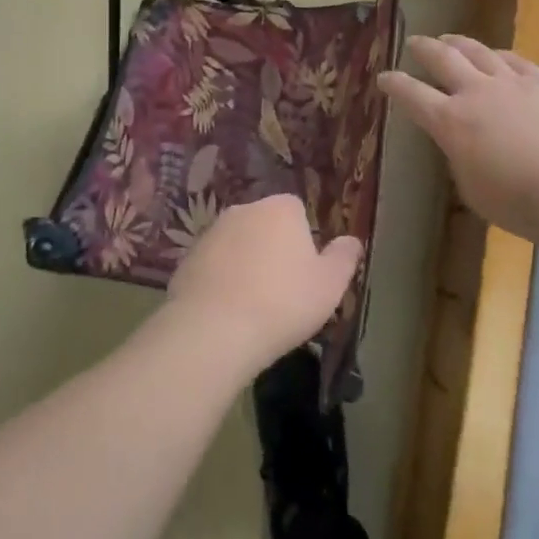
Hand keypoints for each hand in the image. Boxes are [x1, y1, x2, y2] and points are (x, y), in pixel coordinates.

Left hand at [165, 195, 360, 377]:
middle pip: (265, 225)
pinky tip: (226, 313)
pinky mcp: (186, 258)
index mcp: (281, 208)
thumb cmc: (283, 303)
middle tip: (281, 291)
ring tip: (252, 306)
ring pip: (237, 245)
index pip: (297, 211)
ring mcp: (211, 232)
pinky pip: (212, 266)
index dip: (302, 241)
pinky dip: (220, 281)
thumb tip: (352, 241)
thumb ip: (344, 258)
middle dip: (272, 249)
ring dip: (244, 265)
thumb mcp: (330, 285)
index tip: (305, 273)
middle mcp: (244, 210)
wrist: (213, 329)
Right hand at [379, 34, 538, 243]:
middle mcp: (476, 92)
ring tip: (449, 38)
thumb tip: (462, 143)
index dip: (394, 85)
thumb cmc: (518, 202)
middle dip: (423, 48)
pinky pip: (515, 59)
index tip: (384, 78)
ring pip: (478, 51)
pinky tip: (497, 55)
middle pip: (442, 58)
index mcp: (450, 122)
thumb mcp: (471, 188)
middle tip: (414, 43)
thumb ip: (460, 157)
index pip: (412, 95)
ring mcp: (512, 82)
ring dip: (459, 43)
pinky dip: (499, 55)